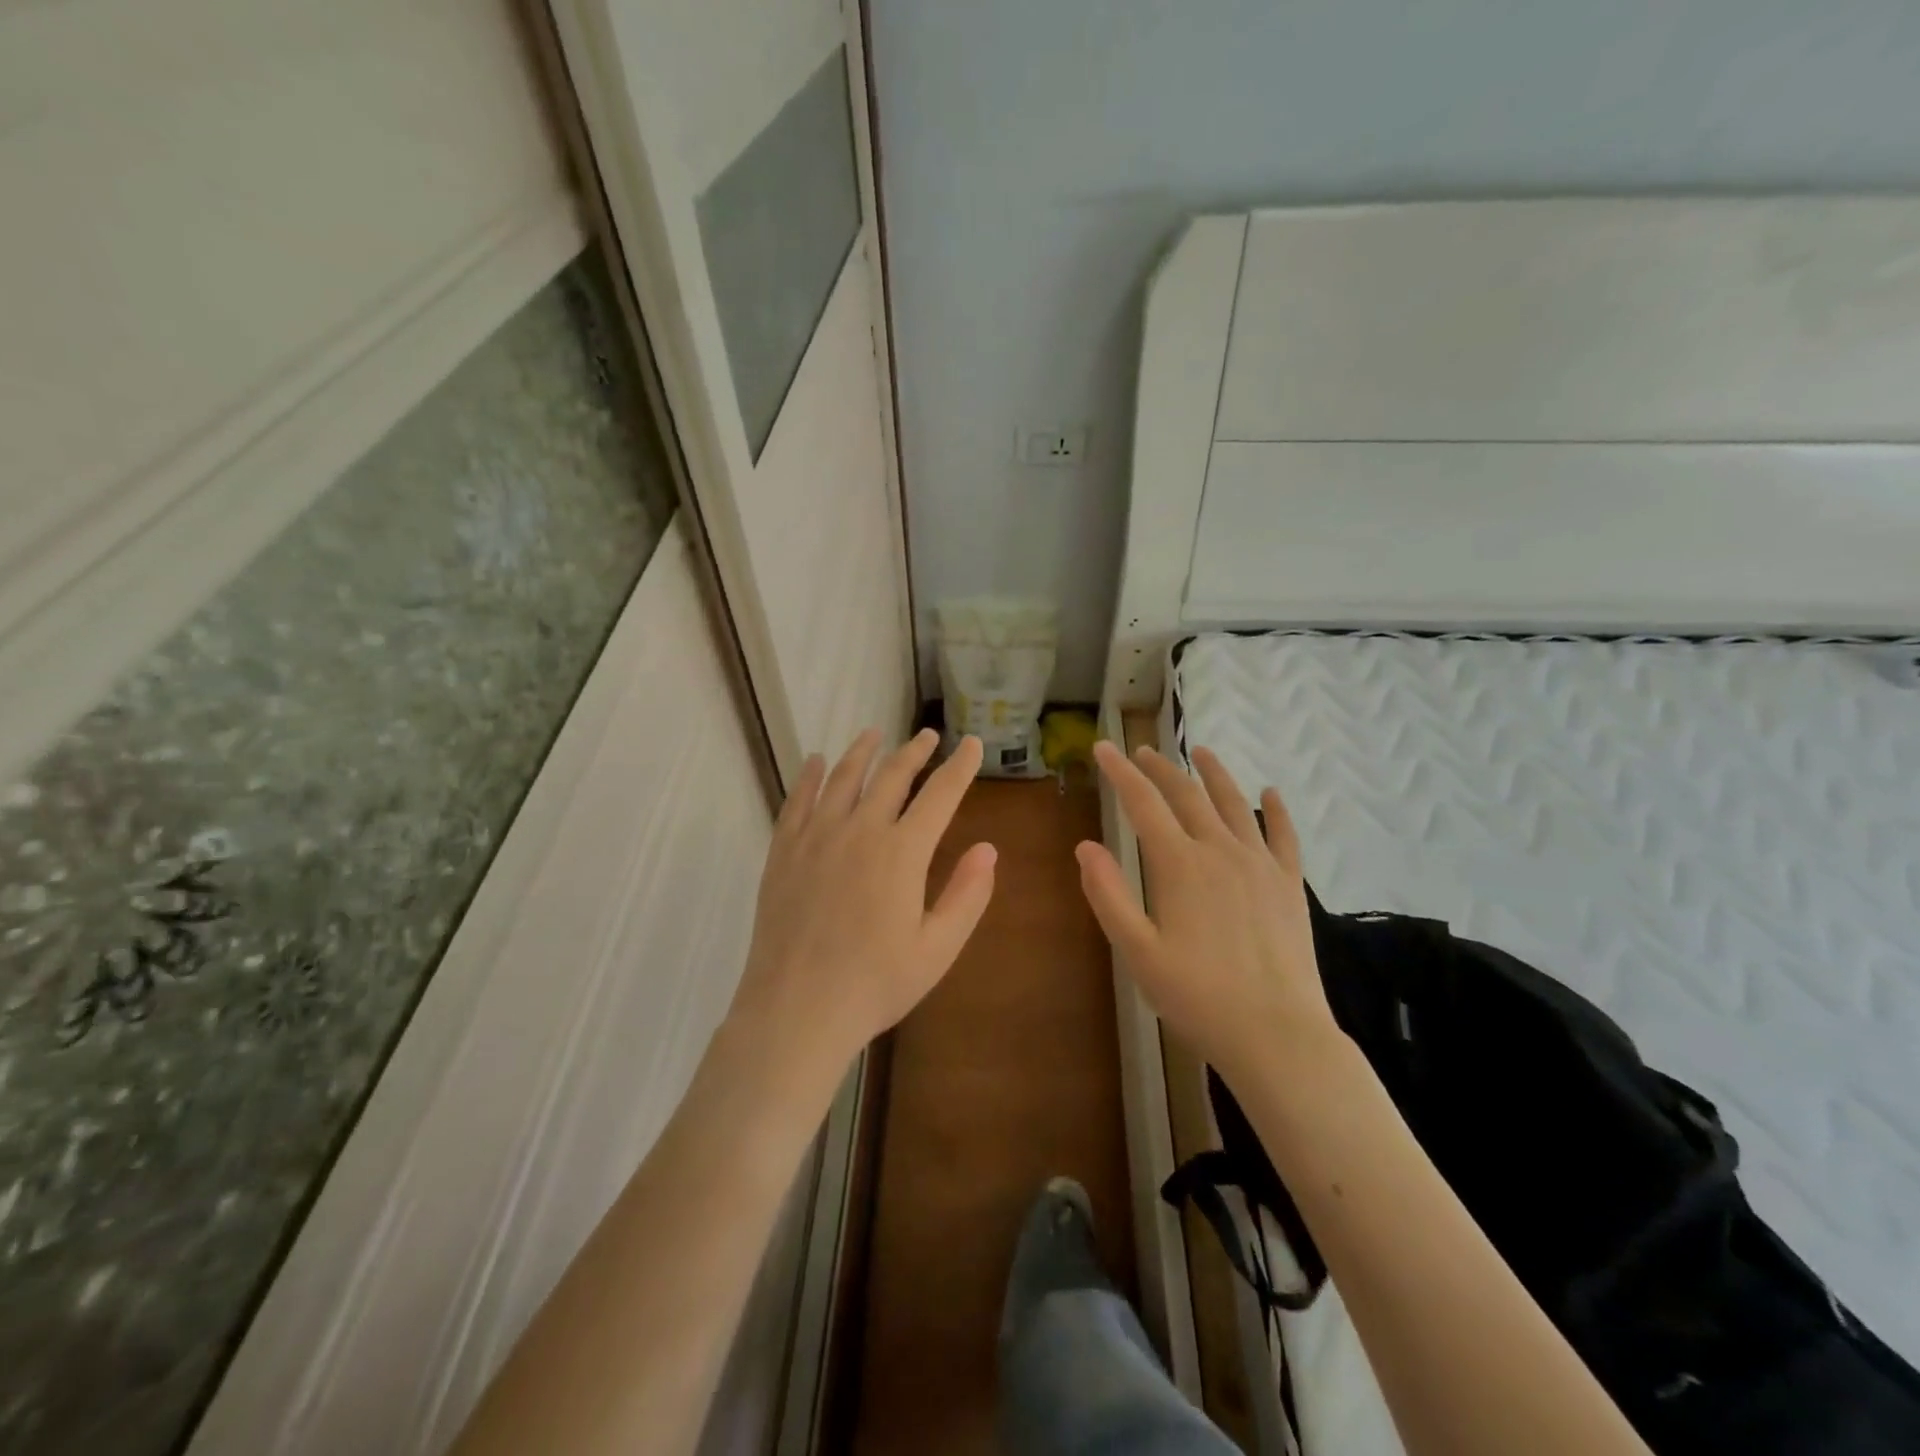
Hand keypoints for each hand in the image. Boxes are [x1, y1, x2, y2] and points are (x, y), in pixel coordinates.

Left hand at [728, 728, 996, 1093]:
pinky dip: (811, 776)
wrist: (797, 1008)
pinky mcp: (785, 850)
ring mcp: (818, 836)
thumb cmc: (875, 983)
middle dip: (914, 752)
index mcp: (903, 852)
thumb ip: (967, 895)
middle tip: (927, 736)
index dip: (960, 766)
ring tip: (874, 734)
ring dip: (863, 751)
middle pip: (892, 776)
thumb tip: (989, 848)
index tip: (971, 744)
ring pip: (844, 778)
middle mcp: (861, 830)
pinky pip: (798, 800)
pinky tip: (817, 762)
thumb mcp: (937, 948)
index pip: (940, 794)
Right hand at [1076, 741, 1340, 1087]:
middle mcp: (1220, 851)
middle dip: (1160, 768)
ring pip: (1235, 804)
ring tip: (1200, 752)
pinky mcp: (1289, 884)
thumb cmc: (1198, 997)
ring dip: (1214, 774)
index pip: (1143, 803)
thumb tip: (1085, 846)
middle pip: (1187, 795)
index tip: (1103, 748)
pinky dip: (1276, 809)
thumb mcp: (1137, 952)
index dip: (1120, 772)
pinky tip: (1271, 792)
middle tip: (1141, 751)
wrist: (1277, 1034)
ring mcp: (1260, 864)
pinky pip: (1283, 835)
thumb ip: (1108, 895)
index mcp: (1179, 865)